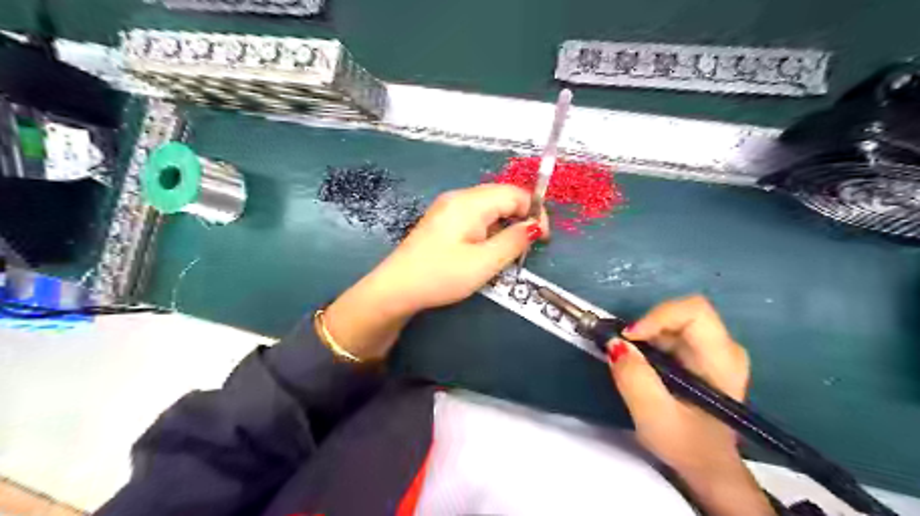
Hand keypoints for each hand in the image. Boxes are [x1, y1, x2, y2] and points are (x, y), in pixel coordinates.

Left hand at [321, 184, 545, 357]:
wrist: (396, 288)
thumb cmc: (442, 275)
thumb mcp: (484, 263)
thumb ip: (514, 241)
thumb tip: (535, 226)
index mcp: (470, 202)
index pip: (515, 193)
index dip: (534, 212)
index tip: (542, 239)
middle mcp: (459, 197)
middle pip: (502, 196)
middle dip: (521, 217)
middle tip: (526, 247)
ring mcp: (448, 207)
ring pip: (489, 206)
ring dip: (505, 224)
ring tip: (507, 251)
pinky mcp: (442, 220)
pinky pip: (474, 215)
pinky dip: (488, 228)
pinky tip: (485, 248)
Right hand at [608, 294, 775, 515]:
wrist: (707, 465)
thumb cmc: (687, 444)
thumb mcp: (654, 416)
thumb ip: (634, 378)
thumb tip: (614, 343)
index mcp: (722, 359)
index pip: (694, 311)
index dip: (657, 316)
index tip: (629, 337)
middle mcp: (723, 346)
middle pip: (680, 313)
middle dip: (646, 326)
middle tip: (623, 350)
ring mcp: (712, 349)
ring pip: (671, 321)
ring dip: (644, 335)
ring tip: (629, 360)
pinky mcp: (700, 354)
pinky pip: (669, 332)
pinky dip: (648, 342)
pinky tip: (640, 364)